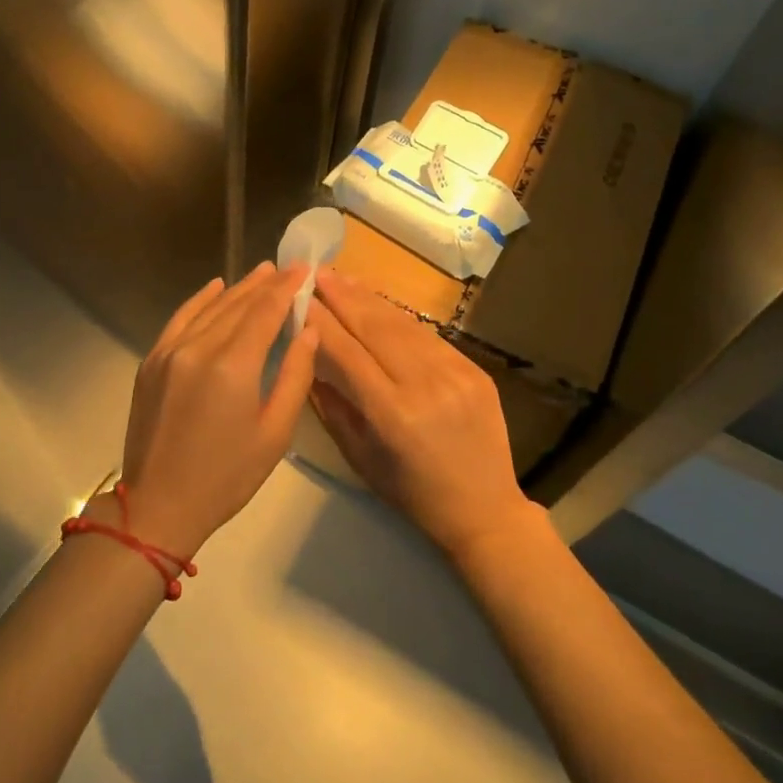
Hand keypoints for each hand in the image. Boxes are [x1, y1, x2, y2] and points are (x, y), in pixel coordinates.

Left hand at [119, 262, 318, 556]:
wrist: (159, 505)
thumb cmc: (226, 477)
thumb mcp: (274, 434)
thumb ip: (295, 376)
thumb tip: (309, 332)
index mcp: (233, 366)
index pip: (265, 312)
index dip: (286, 288)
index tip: (304, 270)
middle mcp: (199, 347)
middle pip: (238, 304)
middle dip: (266, 284)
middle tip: (288, 268)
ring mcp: (170, 351)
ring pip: (211, 307)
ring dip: (238, 288)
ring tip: (262, 273)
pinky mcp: (152, 360)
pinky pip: (181, 318)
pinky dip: (201, 300)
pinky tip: (216, 287)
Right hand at [307, 266, 535, 558]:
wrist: (484, 510)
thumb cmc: (412, 494)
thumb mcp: (360, 457)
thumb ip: (332, 405)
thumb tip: (308, 357)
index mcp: (393, 415)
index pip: (347, 353)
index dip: (320, 321)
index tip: (297, 297)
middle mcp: (425, 386)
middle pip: (375, 328)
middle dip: (342, 297)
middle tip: (316, 272)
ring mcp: (455, 374)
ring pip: (403, 325)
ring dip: (369, 298)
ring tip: (342, 278)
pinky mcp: (474, 370)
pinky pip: (428, 336)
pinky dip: (399, 317)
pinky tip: (379, 303)